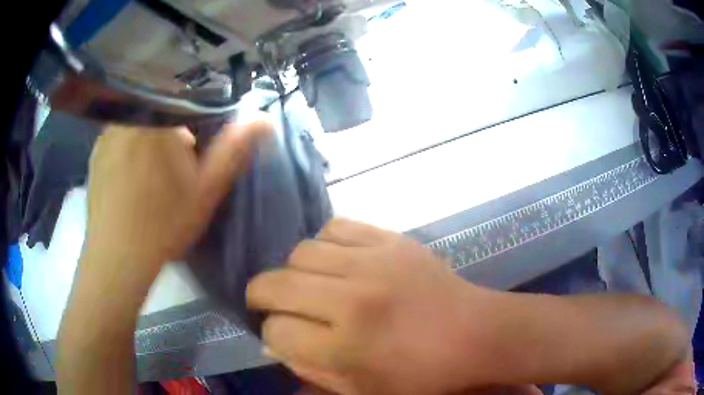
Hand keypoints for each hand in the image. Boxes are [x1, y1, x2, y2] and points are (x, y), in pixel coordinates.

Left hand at [84, 121, 269, 272]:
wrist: (117, 259)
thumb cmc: (163, 224)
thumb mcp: (206, 190)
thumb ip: (233, 150)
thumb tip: (264, 119)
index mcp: (159, 119)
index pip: (186, 105)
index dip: (194, 130)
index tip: (191, 159)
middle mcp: (129, 117)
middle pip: (160, 115)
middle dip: (170, 138)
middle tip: (170, 175)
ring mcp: (107, 135)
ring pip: (138, 127)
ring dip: (147, 144)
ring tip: (147, 181)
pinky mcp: (94, 154)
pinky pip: (118, 140)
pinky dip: (126, 153)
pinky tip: (128, 183)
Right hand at [247, 218, 498, 394]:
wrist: (476, 334)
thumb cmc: (422, 375)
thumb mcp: (363, 391)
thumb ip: (312, 371)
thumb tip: (273, 343)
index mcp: (347, 346)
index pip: (277, 330)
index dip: (271, 334)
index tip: (279, 335)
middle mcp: (353, 299)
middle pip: (277, 284)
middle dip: (260, 294)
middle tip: (266, 302)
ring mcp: (374, 262)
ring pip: (301, 251)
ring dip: (293, 271)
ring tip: (306, 283)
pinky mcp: (392, 240)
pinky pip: (337, 226)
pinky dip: (325, 244)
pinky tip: (335, 260)